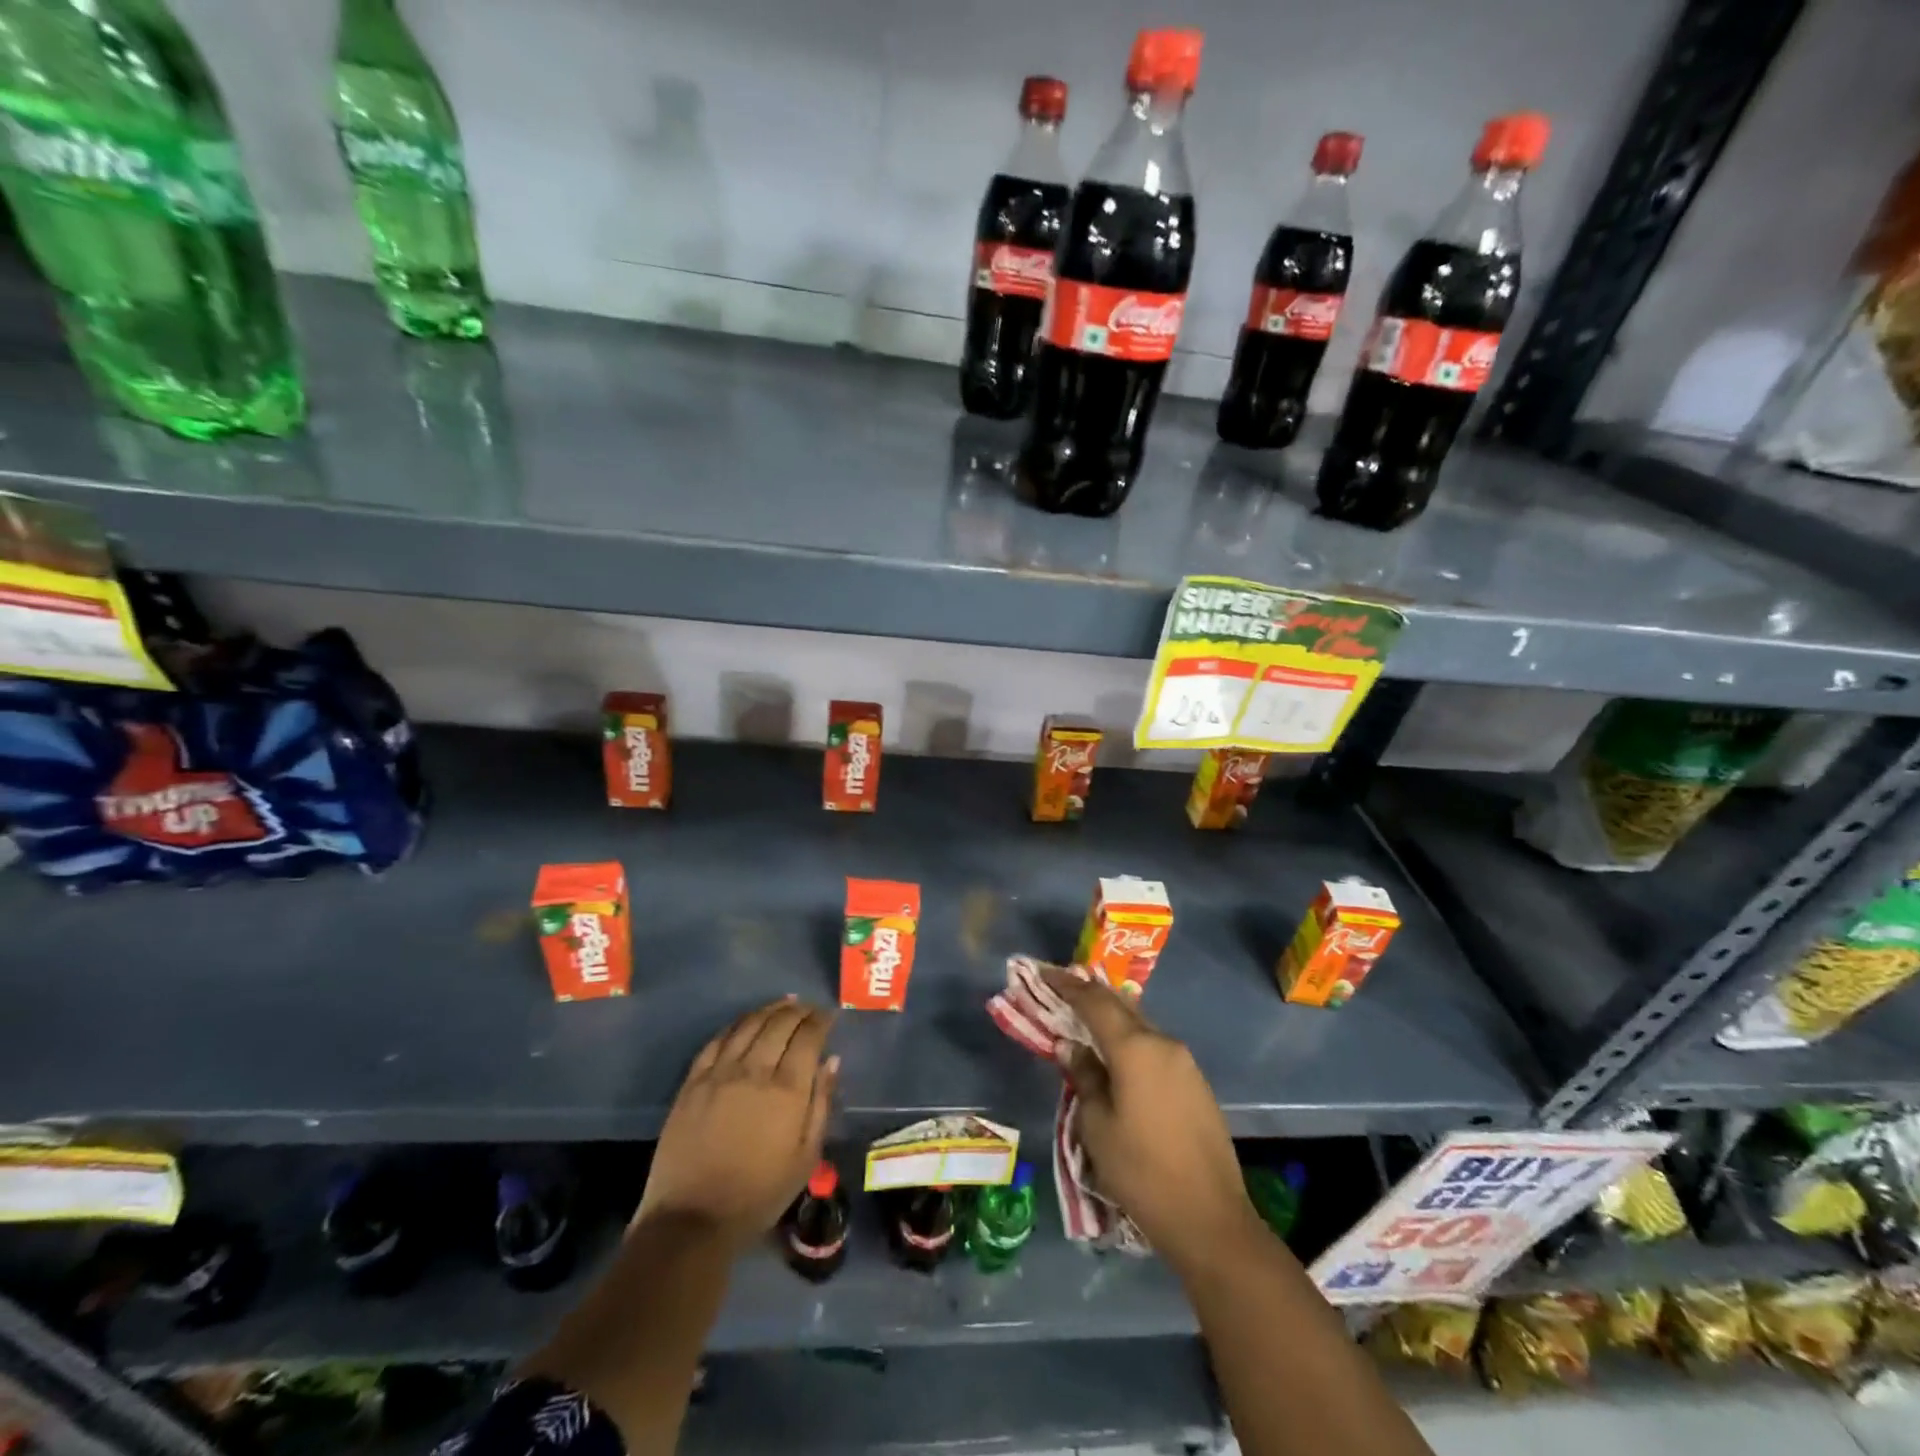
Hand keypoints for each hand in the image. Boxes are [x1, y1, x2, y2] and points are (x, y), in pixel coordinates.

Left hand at [637, 996, 838, 1247]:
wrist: (693, 1220)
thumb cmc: (759, 1194)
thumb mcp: (806, 1157)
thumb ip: (821, 1103)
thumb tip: (831, 1060)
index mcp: (787, 1089)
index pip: (808, 1036)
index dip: (821, 1020)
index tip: (829, 1015)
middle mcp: (754, 1070)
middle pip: (779, 1023)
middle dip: (798, 1010)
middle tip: (808, 1008)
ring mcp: (720, 1073)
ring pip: (748, 1024)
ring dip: (768, 1010)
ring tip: (782, 1004)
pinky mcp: (693, 1082)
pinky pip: (717, 1040)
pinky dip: (736, 1024)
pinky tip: (745, 1022)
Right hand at [1043, 965, 1262, 1275]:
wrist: (1210, 1219)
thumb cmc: (1142, 1172)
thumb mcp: (1097, 1126)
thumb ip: (1084, 1077)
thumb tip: (1071, 1046)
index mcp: (1135, 1048)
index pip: (1094, 1002)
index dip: (1067, 985)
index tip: (1044, 972)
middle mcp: (1163, 1043)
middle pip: (1121, 1006)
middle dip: (1090, 995)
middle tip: (1062, 989)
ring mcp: (1184, 1063)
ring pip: (1140, 1025)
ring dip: (1112, 1018)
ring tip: (1085, 1020)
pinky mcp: (1195, 1083)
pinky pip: (1155, 1047)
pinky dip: (1131, 1041)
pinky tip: (1117, 1055)